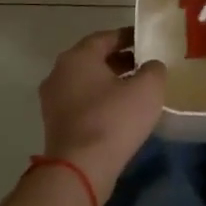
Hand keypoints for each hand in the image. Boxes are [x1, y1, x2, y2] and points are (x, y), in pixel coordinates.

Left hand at [36, 28, 166, 196]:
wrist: (80, 168)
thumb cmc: (114, 119)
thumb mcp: (147, 89)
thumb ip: (153, 69)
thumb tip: (150, 66)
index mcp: (78, 57)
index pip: (106, 37)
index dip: (128, 37)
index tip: (146, 41)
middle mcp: (59, 73)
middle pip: (93, 59)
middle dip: (119, 60)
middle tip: (144, 65)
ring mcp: (52, 100)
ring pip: (86, 82)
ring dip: (109, 82)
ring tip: (135, 90)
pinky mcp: (54, 124)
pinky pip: (80, 103)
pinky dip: (99, 101)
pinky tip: (119, 112)